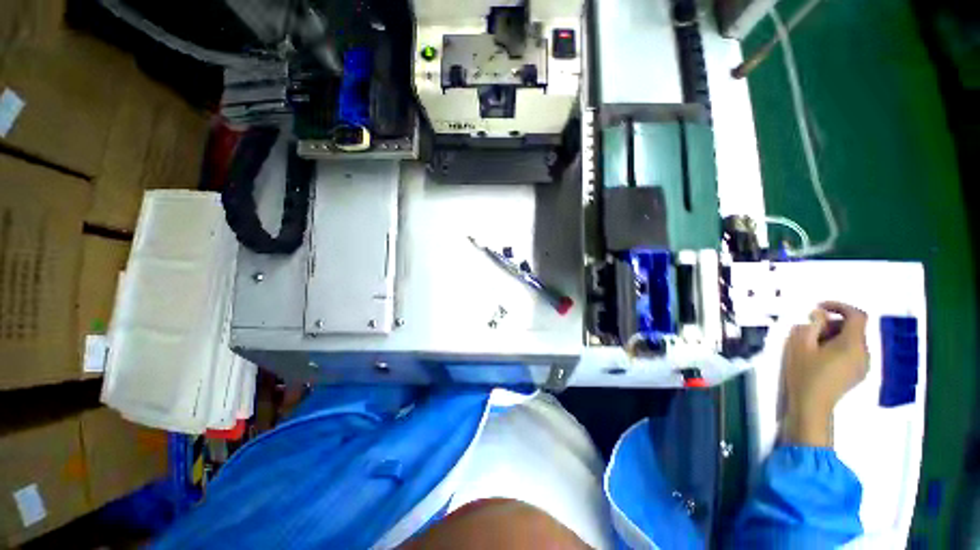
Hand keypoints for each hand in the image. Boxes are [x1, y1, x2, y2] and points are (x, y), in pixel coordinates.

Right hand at [781, 301, 869, 446]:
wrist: (811, 405)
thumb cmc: (804, 373)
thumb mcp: (800, 344)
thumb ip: (812, 325)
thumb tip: (819, 315)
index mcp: (853, 343)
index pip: (857, 315)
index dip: (839, 306)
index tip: (819, 307)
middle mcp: (864, 352)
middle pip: (854, 328)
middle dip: (832, 324)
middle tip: (809, 331)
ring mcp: (863, 365)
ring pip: (852, 341)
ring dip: (833, 337)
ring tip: (812, 346)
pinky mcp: (857, 374)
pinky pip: (851, 353)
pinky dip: (837, 348)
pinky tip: (820, 358)